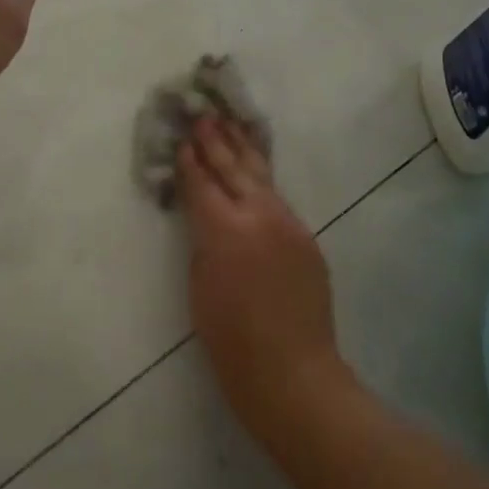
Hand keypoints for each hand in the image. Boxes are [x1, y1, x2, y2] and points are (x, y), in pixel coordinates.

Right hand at [179, 117, 348, 446]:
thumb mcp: (200, 286)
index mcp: (225, 229)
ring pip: (260, 175)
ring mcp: (288, 223)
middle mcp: (259, 215)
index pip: (202, 183)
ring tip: (230, 123)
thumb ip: (203, 240)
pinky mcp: (305, 236)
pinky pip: (277, 198)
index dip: (190, 160)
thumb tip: (204, 214)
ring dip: (243, 148)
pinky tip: (255, 166)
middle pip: (232, 168)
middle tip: (204, 114)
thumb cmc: (231, 341)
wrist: (294, 374)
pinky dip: (261, 177)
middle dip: (215, 141)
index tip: (182, 136)